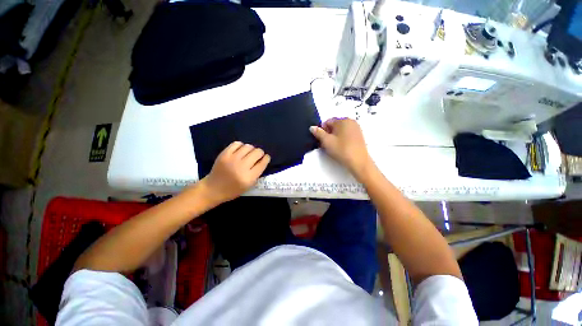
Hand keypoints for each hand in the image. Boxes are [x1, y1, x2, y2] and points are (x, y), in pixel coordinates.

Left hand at [201, 141, 269, 203]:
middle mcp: (241, 167)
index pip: (262, 163)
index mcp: (249, 177)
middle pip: (257, 152)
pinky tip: (240, 151)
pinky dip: (241, 146)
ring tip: (248, 153)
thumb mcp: (249, 185)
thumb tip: (262, 160)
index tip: (266, 157)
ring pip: (248, 146)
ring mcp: (232, 159)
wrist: (213, 188)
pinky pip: (237, 143)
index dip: (266, 158)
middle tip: (257, 156)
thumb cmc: (233, 190)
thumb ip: (257, 173)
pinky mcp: (224, 154)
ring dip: (251, 149)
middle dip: (260, 153)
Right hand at [310, 118, 372, 177]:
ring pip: (340, 130)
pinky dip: (342, 139)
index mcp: (342, 120)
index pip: (327, 122)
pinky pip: (346, 134)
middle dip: (329, 134)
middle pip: (334, 125)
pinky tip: (341, 147)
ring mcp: (356, 128)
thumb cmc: (341, 150)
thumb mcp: (326, 141)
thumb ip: (318, 133)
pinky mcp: (359, 135)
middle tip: (327, 145)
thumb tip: (312, 127)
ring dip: (335, 137)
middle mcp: (350, 121)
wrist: (359, 161)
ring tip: (334, 147)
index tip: (322, 141)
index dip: (322, 131)